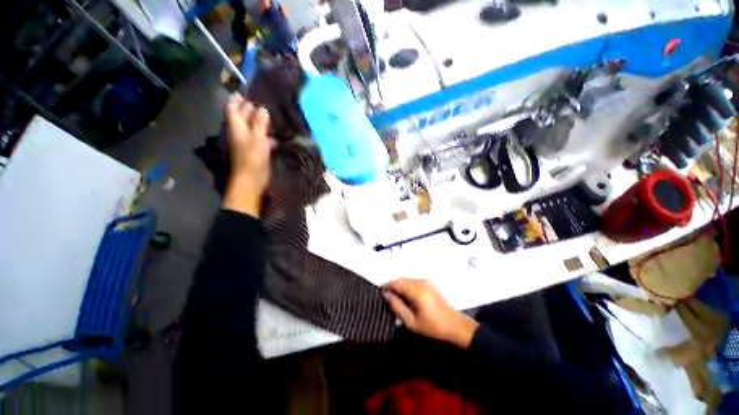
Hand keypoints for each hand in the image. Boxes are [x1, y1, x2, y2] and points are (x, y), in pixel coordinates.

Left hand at [223, 94, 274, 216]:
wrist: (251, 180)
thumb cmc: (252, 158)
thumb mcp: (258, 138)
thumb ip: (259, 123)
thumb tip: (262, 109)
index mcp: (236, 126)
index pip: (233, 107)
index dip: (239, 98)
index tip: (249, 91)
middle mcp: (240, 131)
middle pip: (243, 116)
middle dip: (252, 108)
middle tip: (266, 101)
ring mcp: (247, 141)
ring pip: (253, 127)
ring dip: (261, 121)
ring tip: (274, 116)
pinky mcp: (255, 150)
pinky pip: (260, 138)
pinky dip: (266, 135)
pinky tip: (276, 135)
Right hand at [383, 278, 478, 348]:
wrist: (455, 326)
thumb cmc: (432, 327)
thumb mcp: (411, 322)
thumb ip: (397, 306)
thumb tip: (386, 295)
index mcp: (416, 290)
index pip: (396, 283)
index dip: (387, 286)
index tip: (381, 294)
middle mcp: (420, 281)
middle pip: (401, 279)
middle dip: (393, 287)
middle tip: (388, 299)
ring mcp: (426, 281)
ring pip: (406, 279)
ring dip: (400, 286)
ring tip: (396, 299)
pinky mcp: (429, 283)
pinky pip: (413, 281)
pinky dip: (407, 286)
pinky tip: (406, 297)